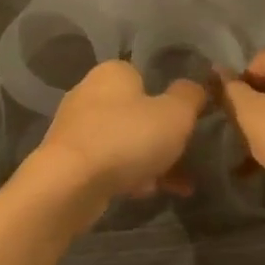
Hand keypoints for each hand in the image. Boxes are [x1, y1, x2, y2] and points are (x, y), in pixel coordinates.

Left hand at [27, 60, 205, 215]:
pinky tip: (147, 193)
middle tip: (186, 155)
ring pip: (125, 140)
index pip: (147, 76)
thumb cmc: (126, 138)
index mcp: (113, 72)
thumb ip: (190, 96)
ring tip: (178, 185)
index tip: (188, 123)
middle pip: (137, 111)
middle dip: (162, 136)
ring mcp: (77, 126)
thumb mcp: (175, 114)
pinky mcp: (69, 159)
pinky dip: (129, 175)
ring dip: (150, 160)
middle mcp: (90, 92)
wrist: (69, 184)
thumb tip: (195, 87)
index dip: (171, 99)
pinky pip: (109, 162)